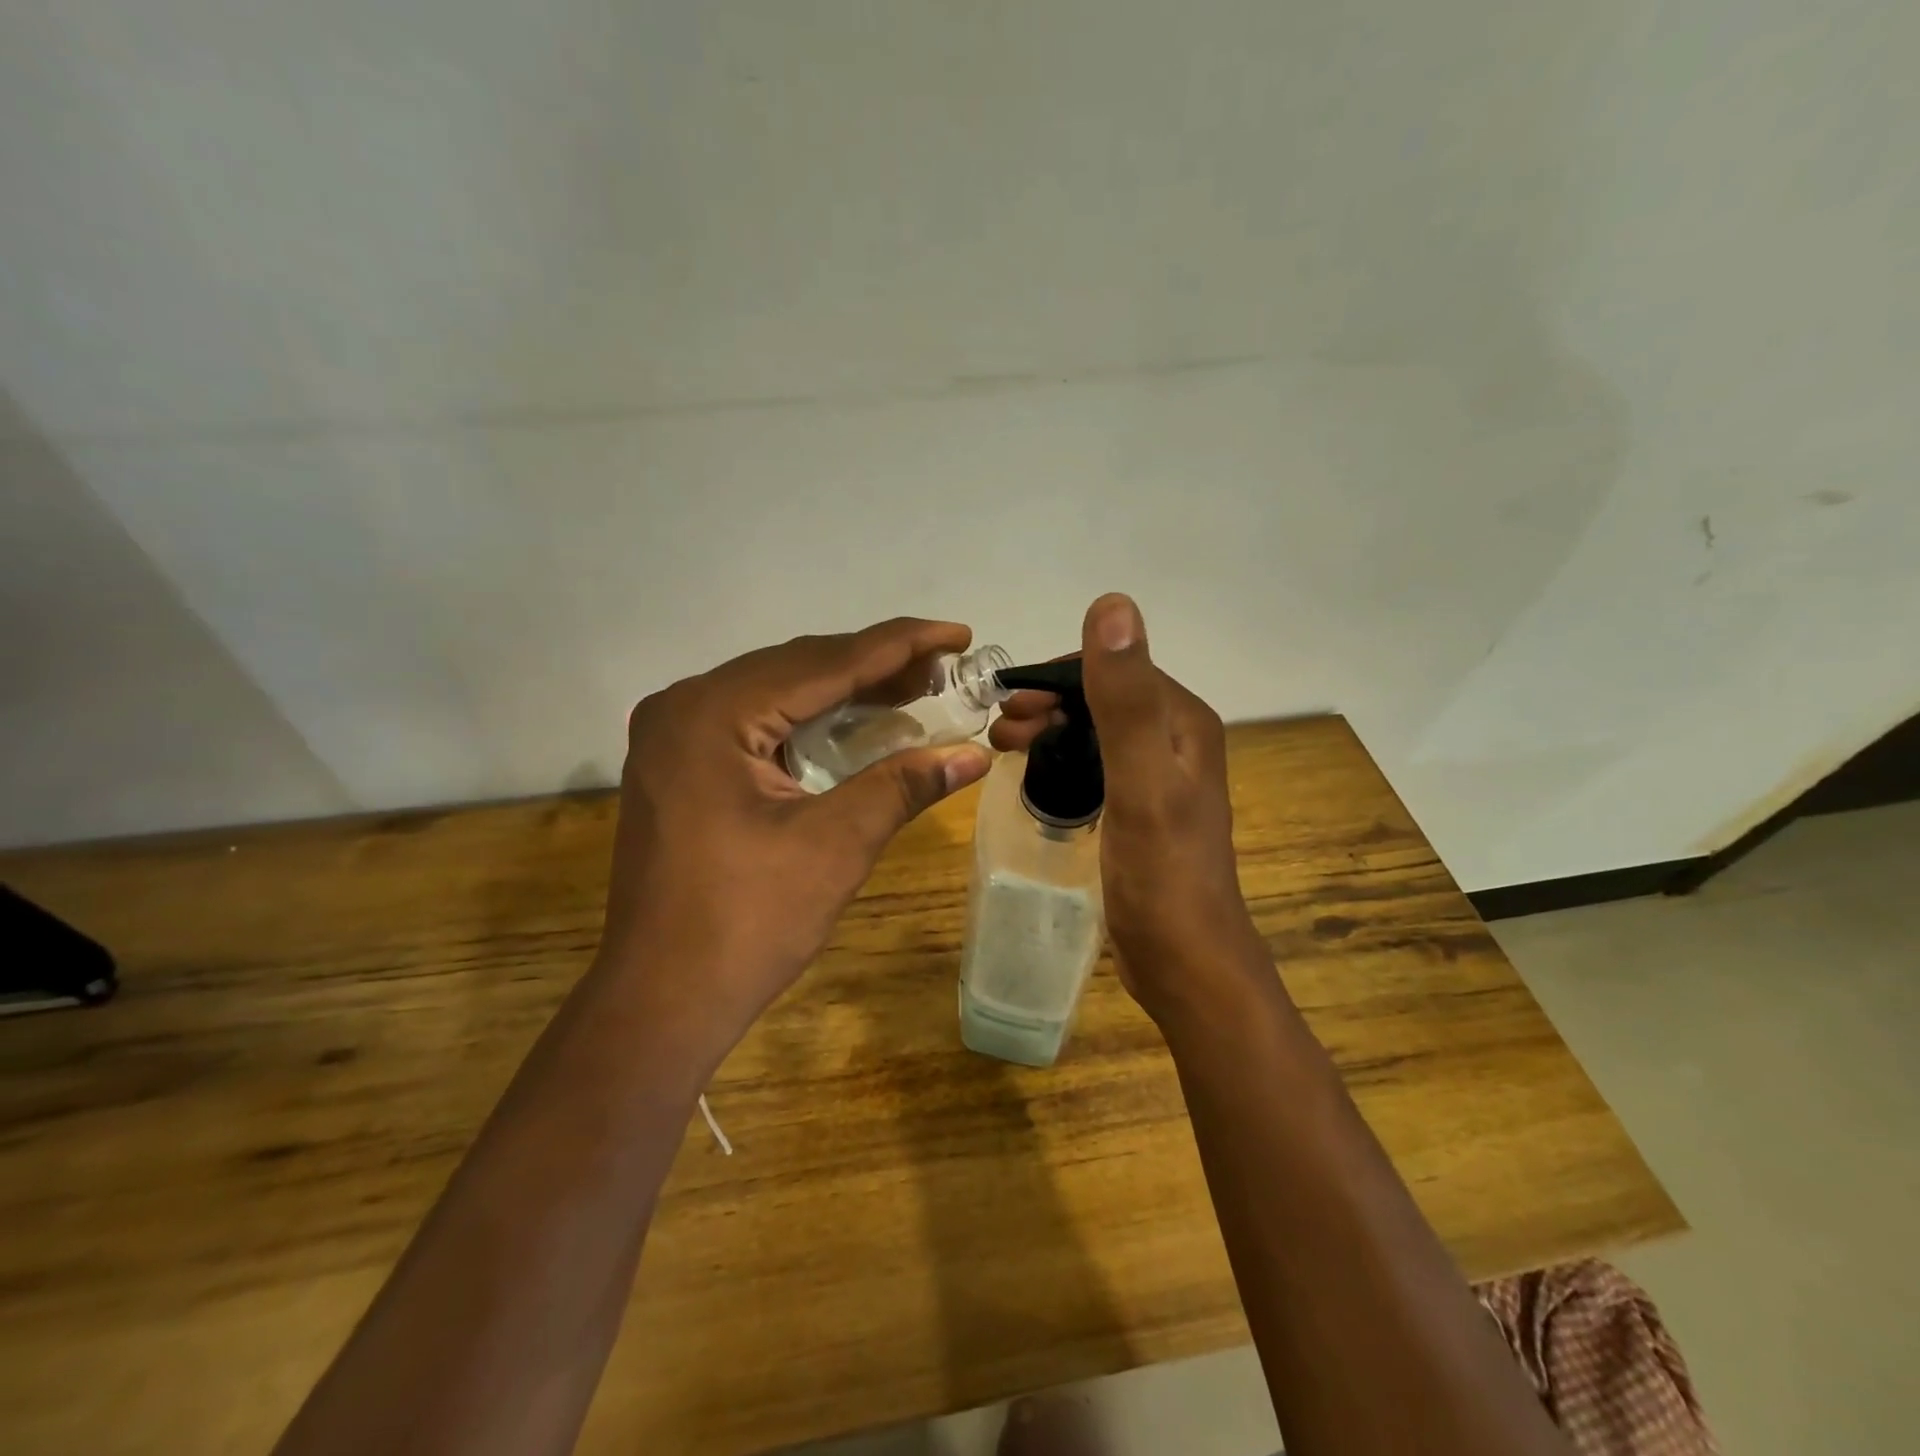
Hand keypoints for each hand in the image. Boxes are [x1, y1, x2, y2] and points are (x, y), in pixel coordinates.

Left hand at [598, 619, 992, 1059]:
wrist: (662, 1001)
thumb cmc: (747, 924)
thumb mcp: (836, 845)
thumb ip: (903, 785)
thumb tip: (976, 755)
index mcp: (712, 713)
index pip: (824, 662)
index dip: (900, 645)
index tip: (959, 633)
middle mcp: (685, 706)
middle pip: (798, 668)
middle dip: (875, 665)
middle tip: (944, 668)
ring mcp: (675, 736)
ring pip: (777, 692)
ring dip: (844, 691)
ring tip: (912, 688)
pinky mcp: (680, 766)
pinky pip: (757, 723)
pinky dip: (810, 720)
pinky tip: (854, 723)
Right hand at [990, 594, 1270, 1024]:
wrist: (1186, 962)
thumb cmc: (1163, 873)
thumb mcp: (1141, 779)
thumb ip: (1126, 697)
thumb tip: (1113, 604)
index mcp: (1183, 722)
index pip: (1115, 668)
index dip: (1059, 674)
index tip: (1009, 698)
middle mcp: (1176, 741)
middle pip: (1103, 698)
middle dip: (1048, 702)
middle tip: (999, 728)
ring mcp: (1159, 778)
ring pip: (1095, 731)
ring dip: (1050, 728)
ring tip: (1004, 746)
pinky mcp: (1141, 810)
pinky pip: (1095, 765)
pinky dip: (1061, 759)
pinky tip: (1036, 773)